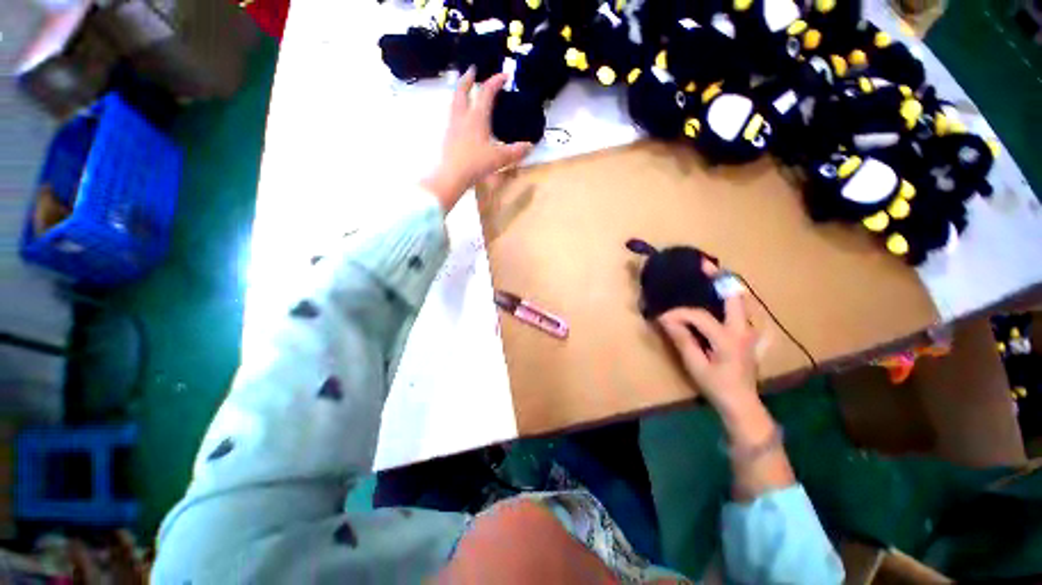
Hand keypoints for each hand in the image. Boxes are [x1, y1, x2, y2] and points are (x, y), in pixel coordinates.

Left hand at [422, 68, 532, 212]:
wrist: (451, 176)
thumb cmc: (476, 164)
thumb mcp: (499, 159)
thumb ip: (515, 152)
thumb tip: (530, 146)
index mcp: (477, 117)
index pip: (486, 93)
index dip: (495, 81)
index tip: (504, 75)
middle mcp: (463, 117)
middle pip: (462, 90)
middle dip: (468, 78)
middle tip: (472, 70)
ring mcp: (453, 126)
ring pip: (454, 102)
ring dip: (460, 92)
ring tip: (465, 91)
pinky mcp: (448, 136)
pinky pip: (452, 115)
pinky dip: (457, 109)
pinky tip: (461, 118)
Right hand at [657, 262, 759, 418]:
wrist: (741, 403)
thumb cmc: (716, 386)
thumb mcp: (695, 364)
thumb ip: (683, 339)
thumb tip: (666, 319)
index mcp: (728, 339)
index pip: (700, 316)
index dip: (679, 313)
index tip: (662, 316)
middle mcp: (744, 330)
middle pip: (734, 297)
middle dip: (718, 279)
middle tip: (703, 265)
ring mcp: (752, 332)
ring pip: (746, 301)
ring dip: (730, 286)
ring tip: (715, 274)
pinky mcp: (753, 336)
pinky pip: (750, 312)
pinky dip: (739, 300)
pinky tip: (730, 297)